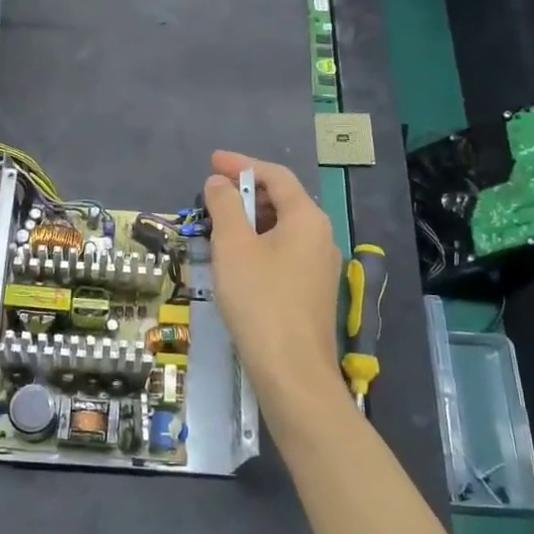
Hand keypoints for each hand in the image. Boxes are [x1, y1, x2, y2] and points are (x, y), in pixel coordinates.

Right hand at [203, 152, 344, 414]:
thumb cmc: (260, 300)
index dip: (242, 164)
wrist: (292, 371)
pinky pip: (285, 252)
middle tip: (212, 195)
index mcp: (308, 218)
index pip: (276, 175)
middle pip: (283, 200)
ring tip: (219, 226)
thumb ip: (225, 206)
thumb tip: (219, 182)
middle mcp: (322, 236)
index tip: (211, 162)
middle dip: (246, 193)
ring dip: (251, 220)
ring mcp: (321, 266)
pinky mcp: (313, 291)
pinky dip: (260, 244)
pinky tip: (237, 260)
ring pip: (283, 228)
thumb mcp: (233, 246)